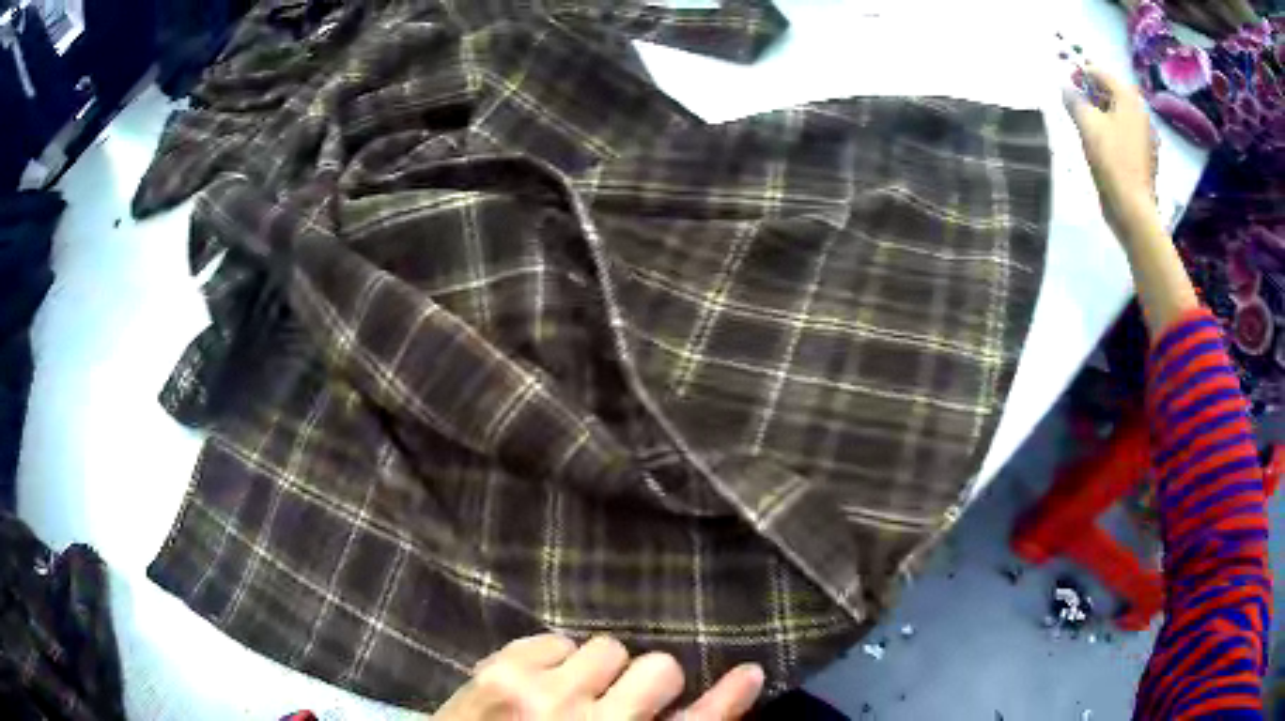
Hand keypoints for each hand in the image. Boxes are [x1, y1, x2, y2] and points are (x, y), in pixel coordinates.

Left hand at [433, 634, 764, 719]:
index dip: (728, 700)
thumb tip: (682, 711)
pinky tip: (536, 682)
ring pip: (609, 647)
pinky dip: (555, 658)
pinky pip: (558, 639)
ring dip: (599, 670)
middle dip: (650, 682)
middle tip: (621, 700)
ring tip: (571, 691)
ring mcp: (541, 693)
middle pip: (660, 669)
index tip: (749, 674)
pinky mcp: (501, 669)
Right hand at [1063, 68, 1159, 243]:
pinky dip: (1113, 130)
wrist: (1133, 208)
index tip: (1068, 85)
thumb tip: (1066, 88)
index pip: (1102, 74)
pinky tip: (1103, 144)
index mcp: (1129, 99)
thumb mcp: (1087, 124)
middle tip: (1077, 104)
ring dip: (1103, 112)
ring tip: (1088, 125)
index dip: (1082, 75)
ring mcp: (1146, 136)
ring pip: (1120, 113)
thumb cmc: (1111, 160)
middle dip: (1093, 94)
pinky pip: (1126, 132)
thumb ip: (1074, 101)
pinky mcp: (1146, 156)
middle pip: (1113, 92)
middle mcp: (1141, 112)